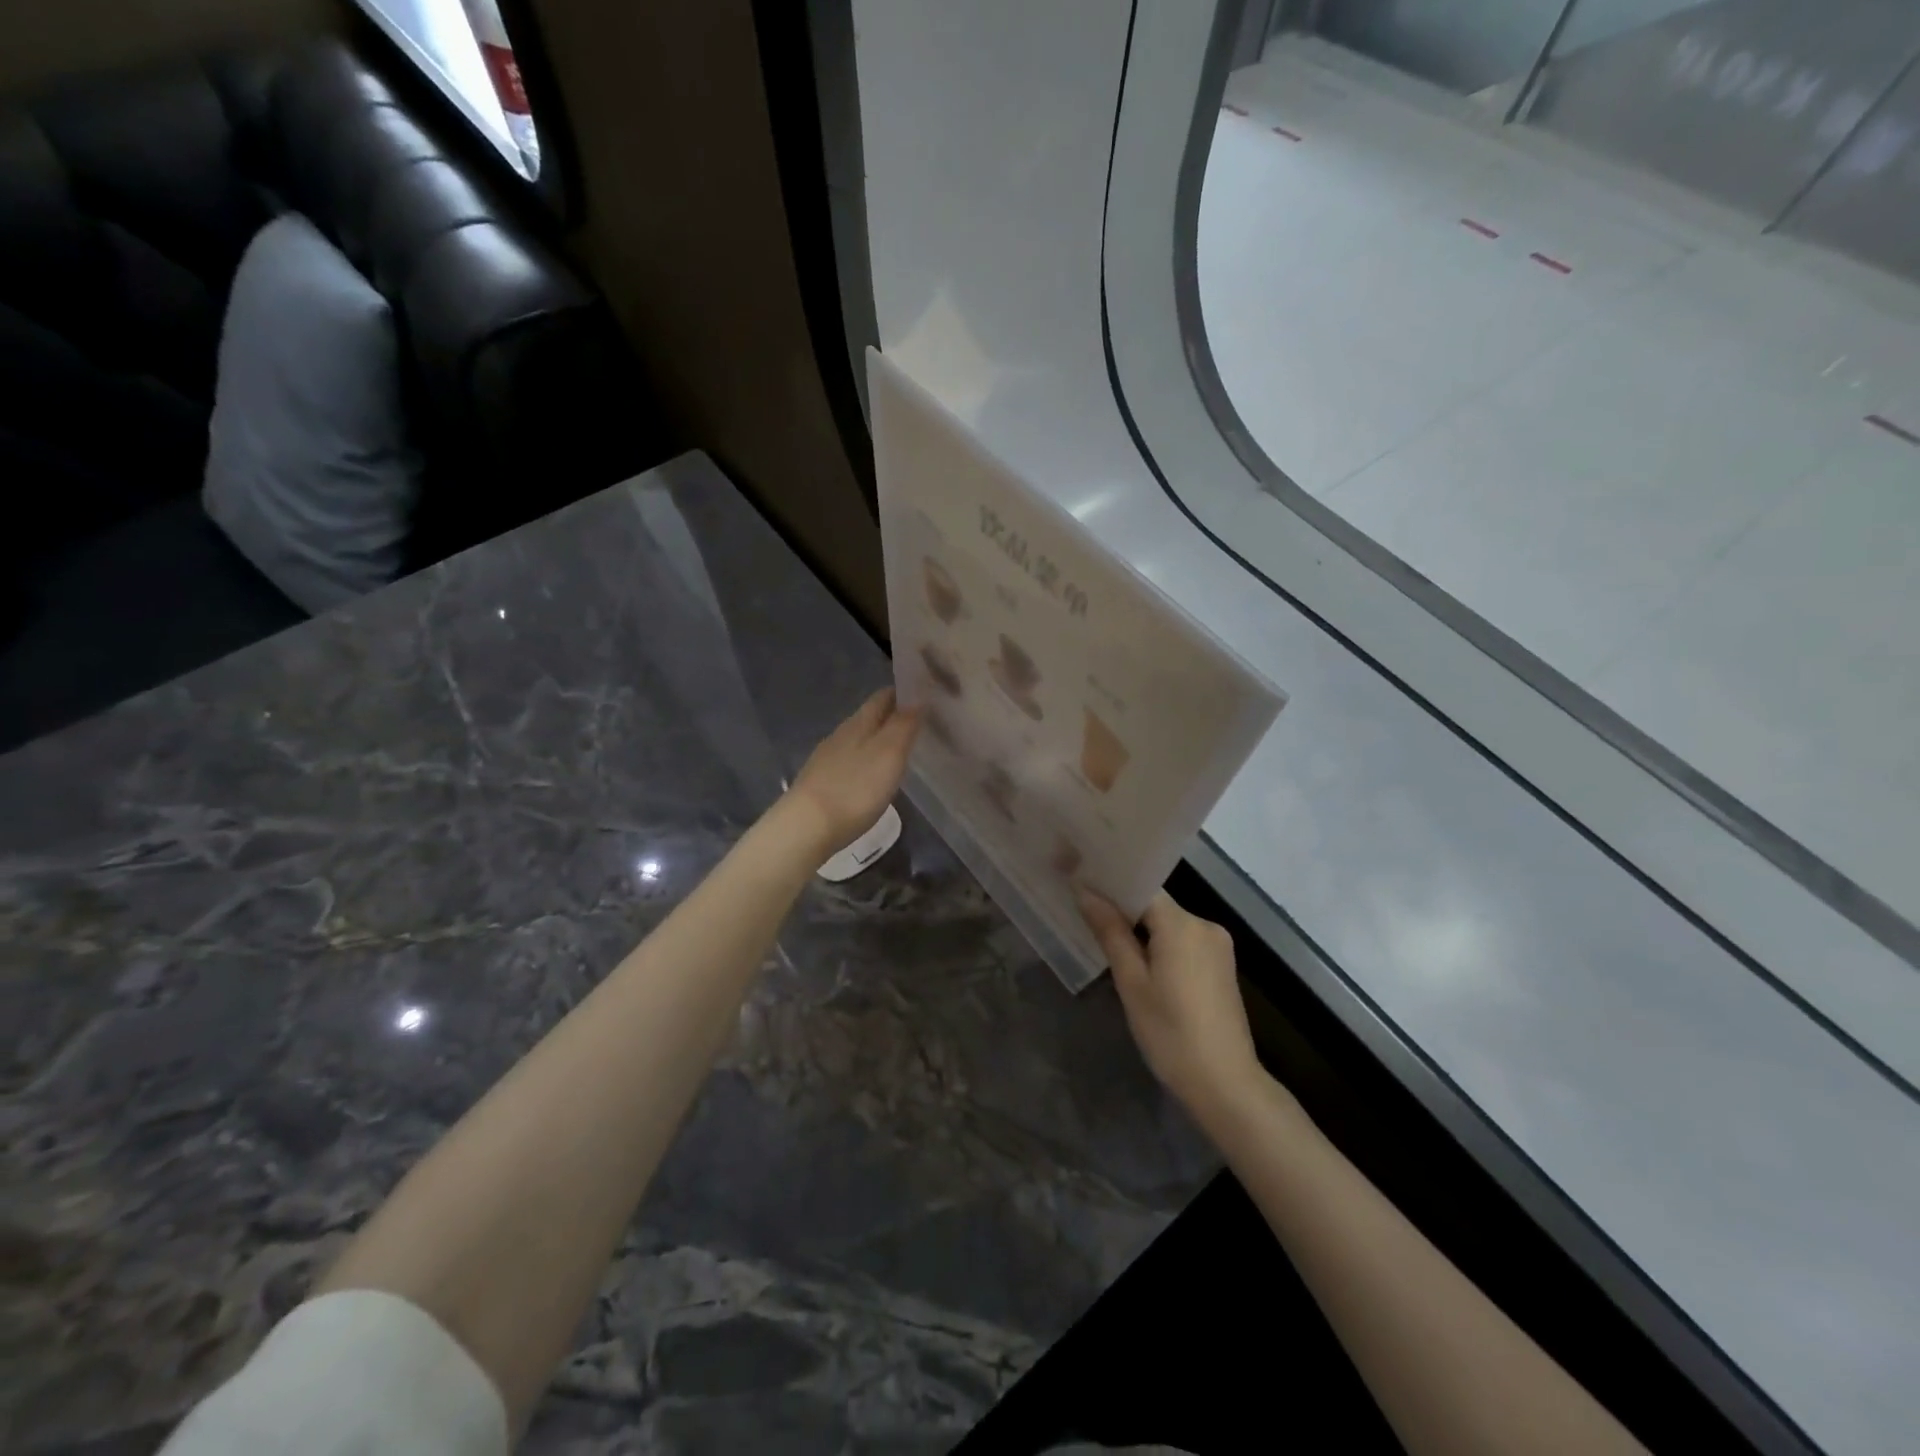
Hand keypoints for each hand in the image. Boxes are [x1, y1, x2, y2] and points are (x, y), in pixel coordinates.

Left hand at [782, 689, 921, 856]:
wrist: (806, 827)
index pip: (883, 696)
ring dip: (879, 740)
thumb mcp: (889, 754)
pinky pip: (849, 762)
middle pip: (870, 717)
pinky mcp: (821, 783)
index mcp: (858, 723)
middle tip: (921, 724)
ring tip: (901, 751)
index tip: (926, 695)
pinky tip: (873, 776)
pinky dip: (866, 762)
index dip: (904, 692)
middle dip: (893, 716)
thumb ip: (904, 725)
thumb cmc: (854, 789)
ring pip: (858, 740)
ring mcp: (827, 759)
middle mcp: (840, 735)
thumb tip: (918, 698)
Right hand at [1080, 888, 1262, 1121]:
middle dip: (1124, 911)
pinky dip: (1161, 946)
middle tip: (1086, 918)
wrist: (1225, 1084)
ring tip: (1107, 943)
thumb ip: (1110, 932)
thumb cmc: (1170, 1033)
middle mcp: (1205, 925)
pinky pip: (1184, 942)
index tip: (1081, 887)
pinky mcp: (1222, 966)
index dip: (1111, 887)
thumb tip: (1086, 892)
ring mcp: (1218, 946)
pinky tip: (1140, 965)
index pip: (1142, 887)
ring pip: (1170, 925)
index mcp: (1182, 924)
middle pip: (1156, 905)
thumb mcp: (1132, 982)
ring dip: (1142, 931)